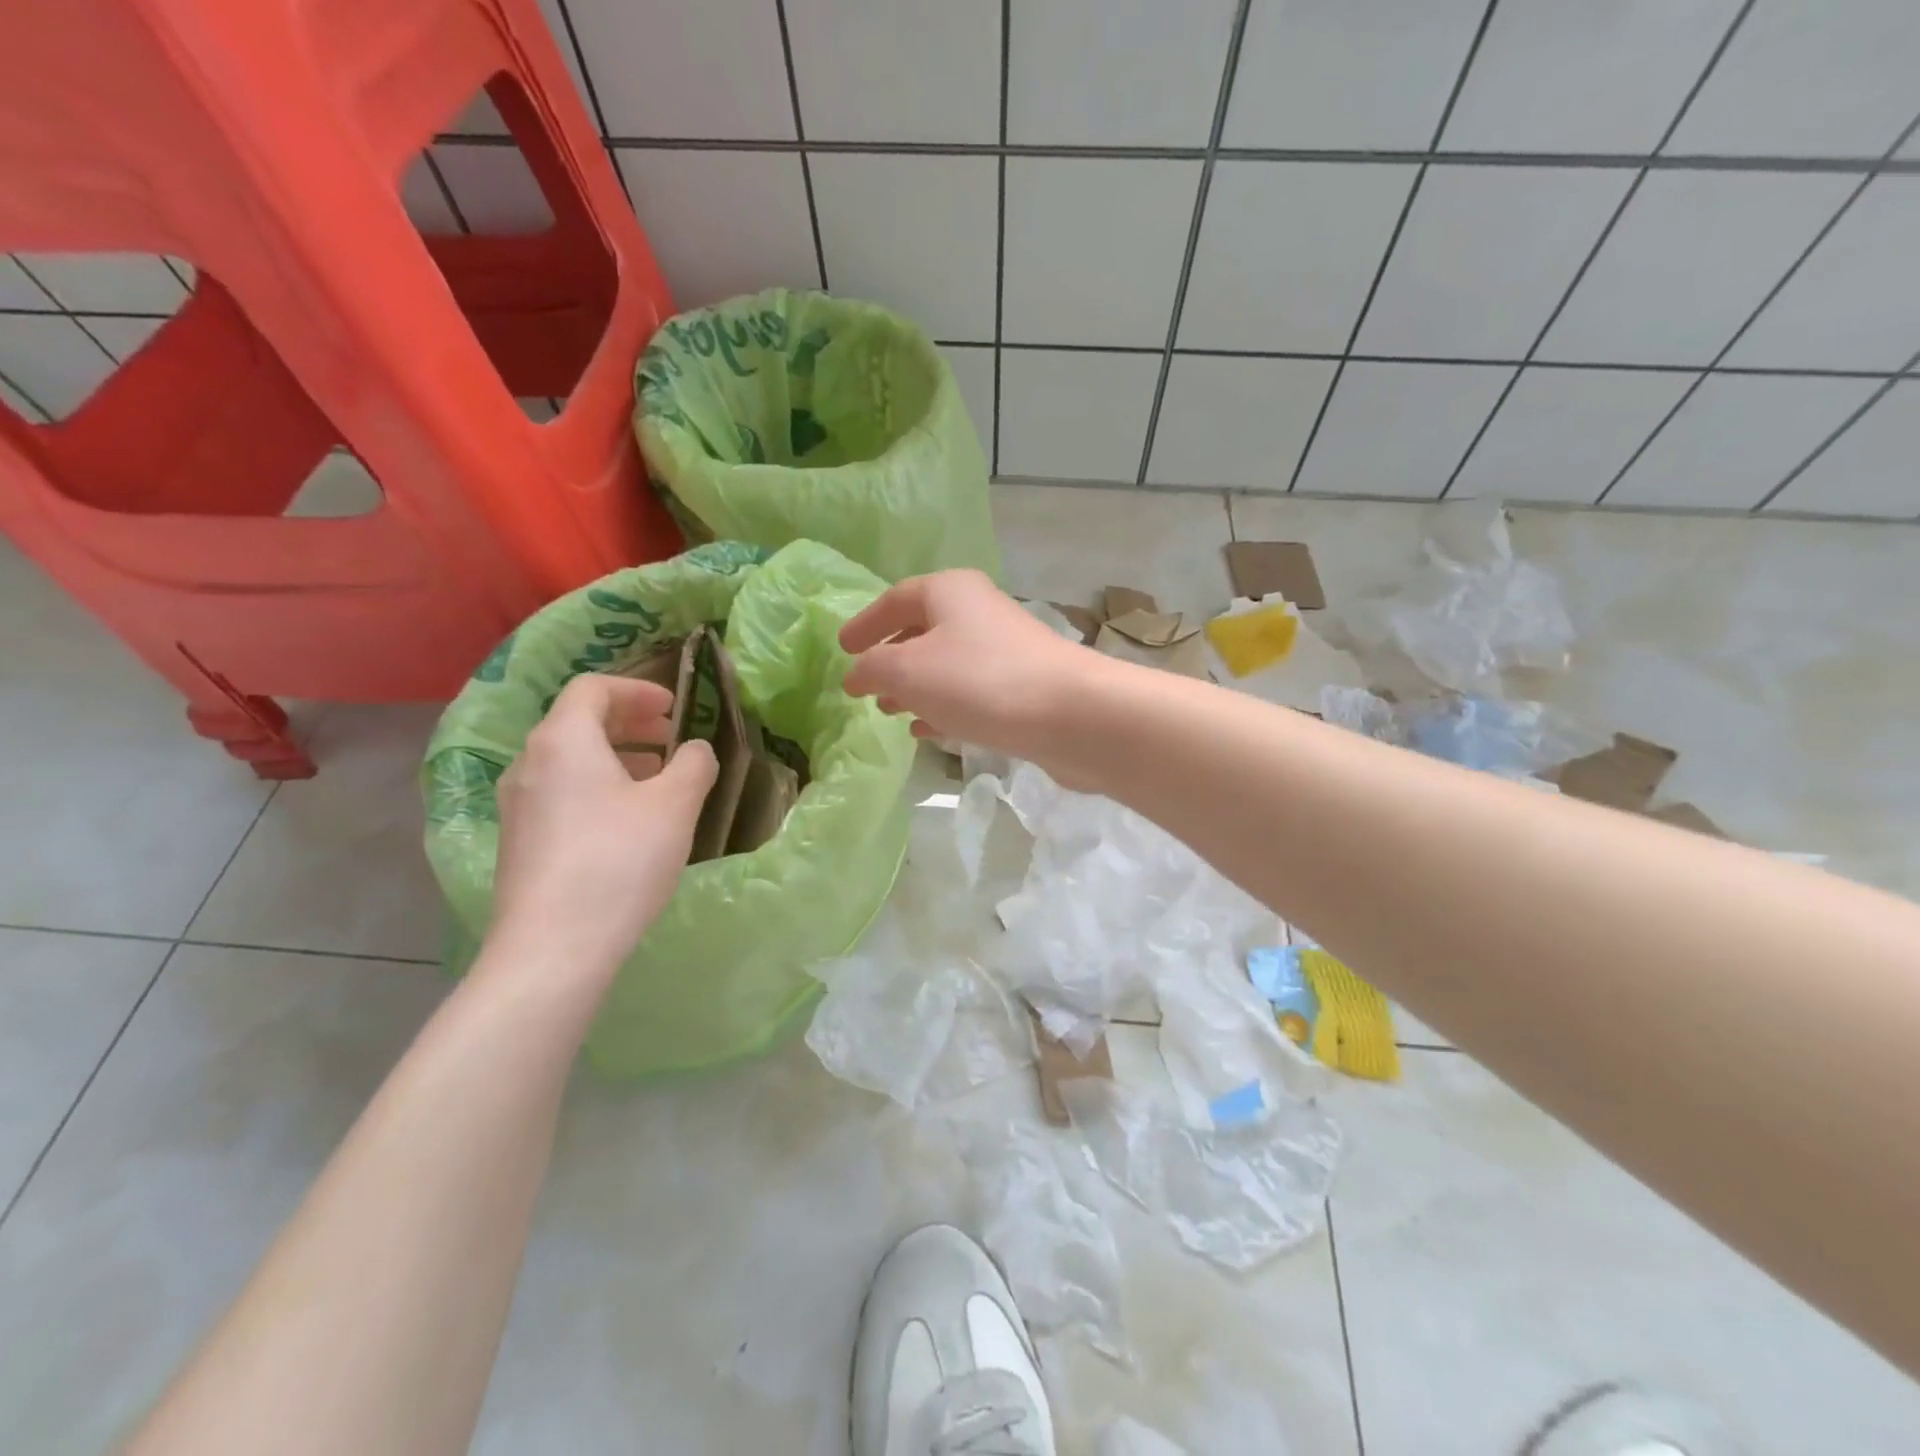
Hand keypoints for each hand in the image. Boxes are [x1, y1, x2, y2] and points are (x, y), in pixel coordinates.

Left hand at [487, 673, 716, 981]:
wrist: (554, 946)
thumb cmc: (619, 861)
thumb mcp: (675, 806)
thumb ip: (694, 764)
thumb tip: (696, 750)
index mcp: (563, 740)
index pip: (594, 688)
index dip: (638, 690)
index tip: (674, 709)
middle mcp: (529, 762)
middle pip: (578, 721)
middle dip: (630, 722)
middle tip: (671, 738)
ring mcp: (517, 804)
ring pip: (569, 759)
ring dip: (616, 755)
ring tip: (656, 778)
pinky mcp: (519, 841)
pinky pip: (560, 791)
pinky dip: (597, 785)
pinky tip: (627, 820)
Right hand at [839, 570, 1090, 765]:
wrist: (1071, 715)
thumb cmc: (979, 681)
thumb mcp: (908, 671)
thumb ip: (872, 669)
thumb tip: (857, 675)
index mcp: (950, 592)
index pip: (896, 599)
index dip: (866, 623)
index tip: (842, 648)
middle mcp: (979, 612)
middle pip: (924, 629)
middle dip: (891, 658)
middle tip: (866, 685)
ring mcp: (1004, 650)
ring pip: (947, 665)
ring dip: (916, 686)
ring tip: (891, 710)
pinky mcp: (1022, 687)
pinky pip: (970, 692)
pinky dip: (944, 706)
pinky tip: (928, 731)